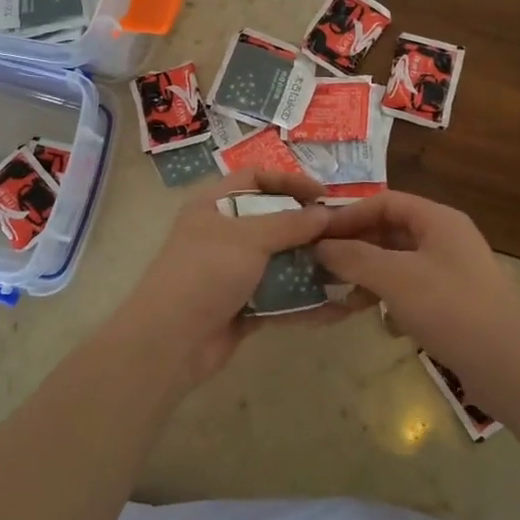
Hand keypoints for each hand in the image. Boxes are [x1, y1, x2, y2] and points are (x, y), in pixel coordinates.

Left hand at [104, 169, 352, 391]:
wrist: (170, 341)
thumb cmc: (205, 272)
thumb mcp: (248, 237)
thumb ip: (290, 223)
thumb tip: (325, 213)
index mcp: (214, 206)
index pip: (255, 179)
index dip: (289, 181)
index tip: (323, 195)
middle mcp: (223, 235)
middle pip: (272, 221)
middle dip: (307, 227)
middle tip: (344, 233)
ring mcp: (233, 273)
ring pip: (279, 262)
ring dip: (311, 265)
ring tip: (349, 267)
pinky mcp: (243, 307)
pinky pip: (281, 298)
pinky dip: (306, 301)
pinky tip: (339, 306)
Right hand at [317, 192, 519, 407]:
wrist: (512, 366)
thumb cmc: (450, 308)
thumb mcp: (394, 278)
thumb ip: (353, 257)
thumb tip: (319, 246)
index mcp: (438, 219)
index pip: (384, 202)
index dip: (349, 216)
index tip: (317, 236)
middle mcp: (446, 238)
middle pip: (391, 232)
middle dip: (356, 249)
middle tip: (322, 268)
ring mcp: (453, 272)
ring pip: (399, 263)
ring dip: (371, 277)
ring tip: (346, 299)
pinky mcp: (455, 303)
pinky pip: (414, 290)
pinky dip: (394, 301)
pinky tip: (385, 324)